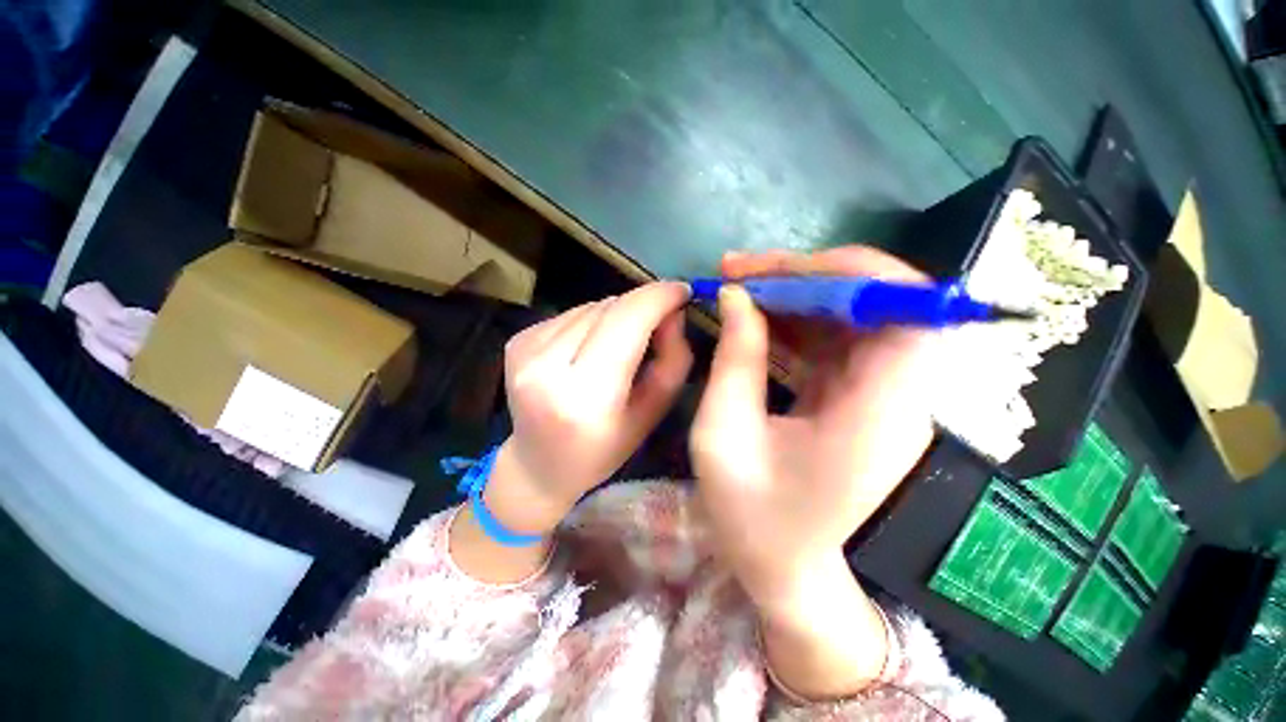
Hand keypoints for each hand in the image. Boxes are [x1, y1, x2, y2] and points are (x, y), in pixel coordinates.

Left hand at [491, 282, 693, 533]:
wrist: (538, 466)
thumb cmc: (602, 449)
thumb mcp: (652, 413)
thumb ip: (672, 360)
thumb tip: (672, 311)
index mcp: (586, 397)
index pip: (627, 322)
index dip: (658, 298)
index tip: (682, 291)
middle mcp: (547, 369)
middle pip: (608, 308)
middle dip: (642, 305)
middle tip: (661, 320)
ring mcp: (525, 351)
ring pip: (590, 306)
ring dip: (616, 314)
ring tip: (623, 342)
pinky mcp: (517, 341)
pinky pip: (570, 314)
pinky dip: (591, 321)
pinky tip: (592, 346)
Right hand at [690, 247, 936, 605]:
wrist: (781, 565)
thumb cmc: (749, 515)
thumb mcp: (723, 434)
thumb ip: (734, 359)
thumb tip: (737, 294)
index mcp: (879, 416)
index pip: (909, 315)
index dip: (857, 275)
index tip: (784, 268)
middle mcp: (896, 398)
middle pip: (875, 305)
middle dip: (806, 276)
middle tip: (739, 270)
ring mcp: (878, 396)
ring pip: (849, 317)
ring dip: (794, 293)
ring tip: (737, 285)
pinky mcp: (856, 396)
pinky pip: (831, 339)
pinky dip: (792, 320)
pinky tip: (753, 314)